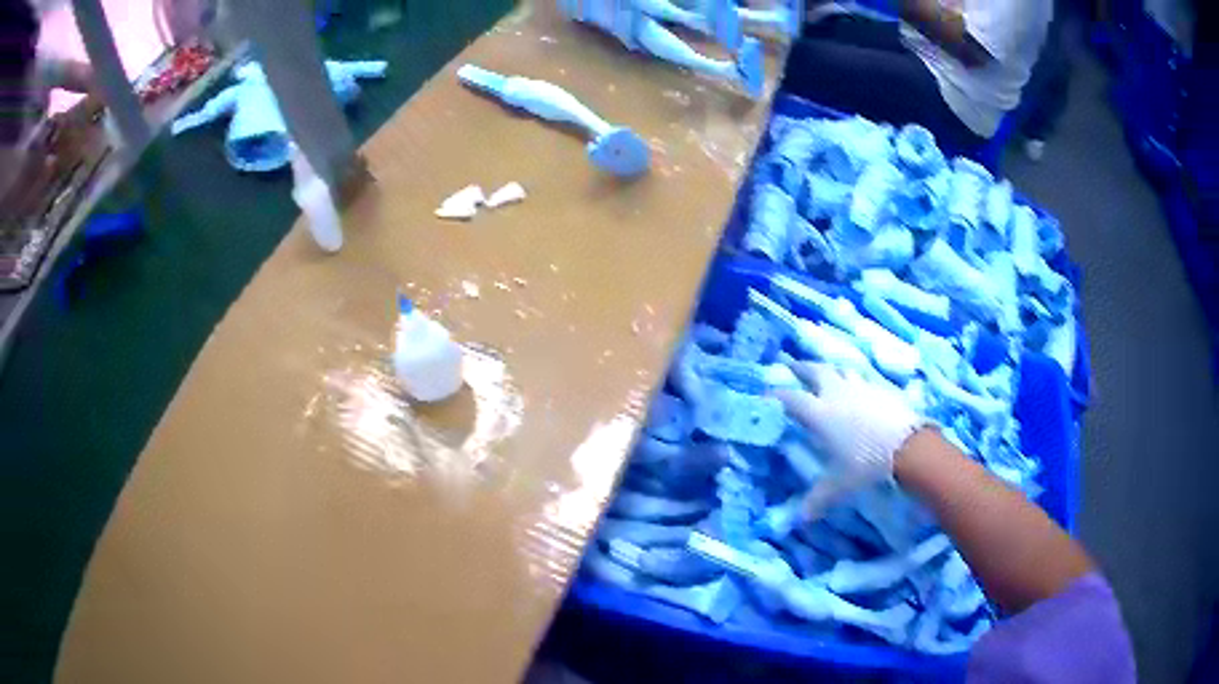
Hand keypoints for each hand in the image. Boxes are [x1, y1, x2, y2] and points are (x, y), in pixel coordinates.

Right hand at [774, 361, 924, 519]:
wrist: (906, 446)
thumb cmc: (866, 464)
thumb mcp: (839, 485)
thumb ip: (818, 498)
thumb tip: (801, 518)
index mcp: (820, 414)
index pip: (791, 399)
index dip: (776, 395)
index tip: (766, 393)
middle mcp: (836, 394)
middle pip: (815, 371)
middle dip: (801, 367)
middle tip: (790, 365)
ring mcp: (860, 387)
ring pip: (840, 369)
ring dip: (830, 369)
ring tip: (826, 372)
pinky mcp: (881, 388)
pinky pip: (863, 378)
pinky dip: (855, 379)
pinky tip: (858, 386)